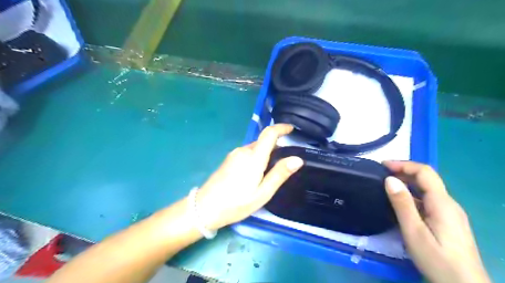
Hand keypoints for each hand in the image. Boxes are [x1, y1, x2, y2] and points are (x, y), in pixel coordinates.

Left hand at [195, 124, 300, 230]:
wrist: (205, 208)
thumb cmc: (236, 203)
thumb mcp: (263, 193)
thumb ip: (280, 174)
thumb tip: (297, 159)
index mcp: (253, 157)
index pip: (269, 133)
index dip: (281, 128)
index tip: (291, 129)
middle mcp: (243, 150)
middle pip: (263, 142)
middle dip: (275, 147)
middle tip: (283, 164)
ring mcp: (234, 154)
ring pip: (255, 148)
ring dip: (265, 154)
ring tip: (269, 173)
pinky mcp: (229, 159)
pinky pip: (247, 153)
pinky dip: (256, 157)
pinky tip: (255, 174)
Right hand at [385, 161, 490, 282]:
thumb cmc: (437, 259)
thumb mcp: (414, 231)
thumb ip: (402, 204)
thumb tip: (390, 179)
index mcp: (442, 203)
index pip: (424, 172)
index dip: (403, 164)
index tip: (383, 165)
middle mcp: (449, 203)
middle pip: (427, 178)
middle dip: (403, 171)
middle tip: (381, 174)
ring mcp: (450, 212)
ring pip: (427, 189)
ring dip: (407, 183)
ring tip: (386, 186)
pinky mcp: (448, 221)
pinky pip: (428, 200)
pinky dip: (412, 194)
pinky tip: (400, 203)